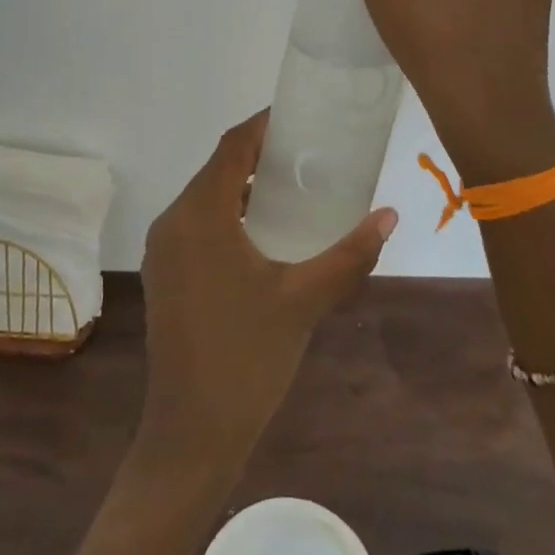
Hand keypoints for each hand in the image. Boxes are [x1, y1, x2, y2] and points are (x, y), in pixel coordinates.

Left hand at [138, 111, 397, 474]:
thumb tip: (389, 216)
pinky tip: (264, 235)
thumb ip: (349, 255)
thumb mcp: (305, 300)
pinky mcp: (165, 275)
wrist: (190, 437)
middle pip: (218, 169)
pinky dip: (229, 215)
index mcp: (200, 215)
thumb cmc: (247, 359)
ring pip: (207, 198)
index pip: (232, 147)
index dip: (263, 126)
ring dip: (244, 188)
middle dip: (259, 156)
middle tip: (307, 155)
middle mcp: (174, 222)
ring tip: (292, 190)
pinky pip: (198, 225)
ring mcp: (164, 251)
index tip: (299, 117)